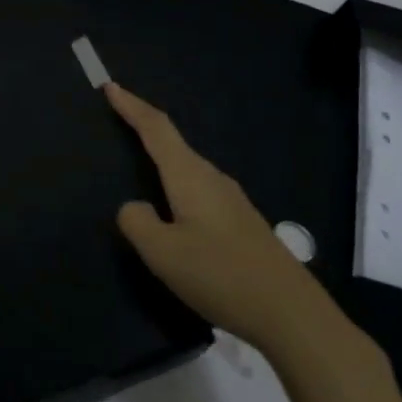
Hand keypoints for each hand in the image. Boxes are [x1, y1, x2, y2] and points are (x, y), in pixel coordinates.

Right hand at [106, 83, 331, 354]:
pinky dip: (177, 182)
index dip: (131, 106)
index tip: (110, 86)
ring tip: (139, 161)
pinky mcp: (241, 222)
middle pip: (173, 141)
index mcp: (190, 176)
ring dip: (162, 156)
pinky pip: (199, 188)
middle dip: (144, 126)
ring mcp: (231, 200)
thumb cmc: (221, 275)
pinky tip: (173, 207)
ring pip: (187, 167)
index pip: (156, 128)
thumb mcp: (163, 253)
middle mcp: (211, 178)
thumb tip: (134, 207)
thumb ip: (137, 222)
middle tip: (117, 118)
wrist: (292, 315)